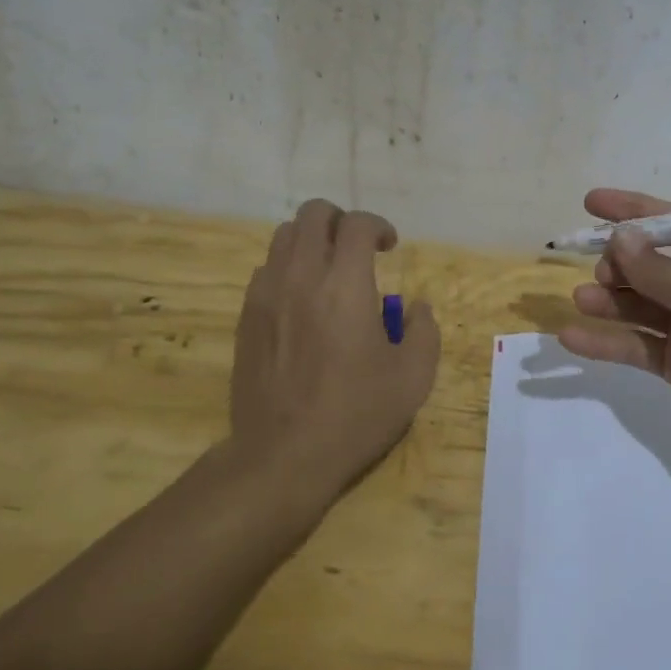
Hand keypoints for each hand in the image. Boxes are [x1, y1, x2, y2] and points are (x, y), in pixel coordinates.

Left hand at [229, 200, 440, 509]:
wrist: (283, 455)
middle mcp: (301, 276)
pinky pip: (266, 269)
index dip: (378, 226)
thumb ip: (424, 331)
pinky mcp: (246, 316)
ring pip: (283, 236)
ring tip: (329, 271)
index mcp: (345, 285)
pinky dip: (288, 268)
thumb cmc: (355, 415)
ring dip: (311, 241)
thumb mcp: (413, 378)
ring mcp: (266, 294)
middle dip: (341, 220)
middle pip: (313, 214)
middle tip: (358, 248)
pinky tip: (302, 301)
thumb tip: (416, 308)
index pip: (357, 225)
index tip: (390, 247)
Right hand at [560, 189, 670, 454]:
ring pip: (639, 304)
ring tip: (583, 298)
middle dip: (621, 263)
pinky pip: (636, 344)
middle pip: (652, 264)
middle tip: (601, 270)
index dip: (634, 212)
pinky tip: (572, 337)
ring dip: (609, 300)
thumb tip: (618, 237)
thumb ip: (661, 270)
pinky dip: (606, 341)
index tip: (592, 203)